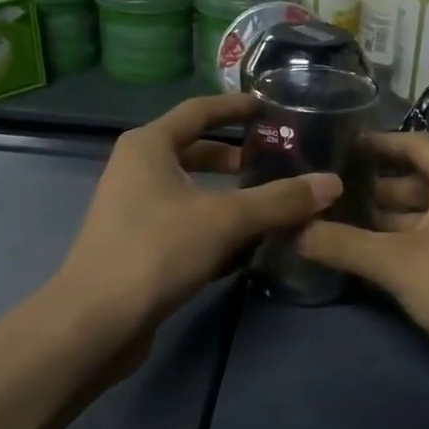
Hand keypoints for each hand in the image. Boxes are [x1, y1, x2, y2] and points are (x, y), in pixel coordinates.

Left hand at [58, 93, 341, 333]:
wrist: (96, 321)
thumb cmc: (156, 250)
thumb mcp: (226, 219)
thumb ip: (280, 201)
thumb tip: (332, 183)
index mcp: (149, 146)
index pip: (198, 111)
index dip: (235, 106)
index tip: (268, 106)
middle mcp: (137, 171)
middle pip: (195, 153)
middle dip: (236, 158)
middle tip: (278, 160)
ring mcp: (135, 211)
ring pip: (193, 193)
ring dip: (230, 197)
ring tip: (273, 203)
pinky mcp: (141, 247)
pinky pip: (187, 225)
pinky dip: (217, 228)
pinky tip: (248, 246)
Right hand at [297, 131, 428, 370]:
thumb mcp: (394, 262)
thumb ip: (342, 243)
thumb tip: (293, 231)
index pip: (414, 143)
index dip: (377, 143)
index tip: (340, 147)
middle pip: (418, 180)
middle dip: (374, 188)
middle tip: (328, 194)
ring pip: (426, 214)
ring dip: (387, 219)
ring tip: (340, 225)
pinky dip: (406, 242)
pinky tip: (374, 257)